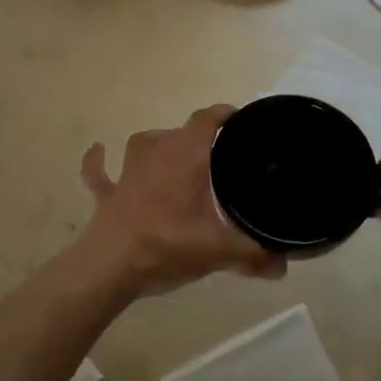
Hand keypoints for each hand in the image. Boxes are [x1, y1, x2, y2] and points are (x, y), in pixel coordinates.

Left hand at [78, 105, 285, 296]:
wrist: (111, 265)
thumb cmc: (168, 244)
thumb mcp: (219, 251)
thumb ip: (253, 255)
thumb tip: (282, 265)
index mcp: (186, 155)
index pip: (207, 119)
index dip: (224, 115)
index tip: (241, 122)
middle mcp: (157, 152)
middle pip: (180, 132)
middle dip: (199, 140)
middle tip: (219, 160)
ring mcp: (128, 171)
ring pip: (144, 144)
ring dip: (158, 146)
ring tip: (173, 158)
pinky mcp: (107, 193)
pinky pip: (100, 171)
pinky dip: (100, 162)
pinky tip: (98, 152)